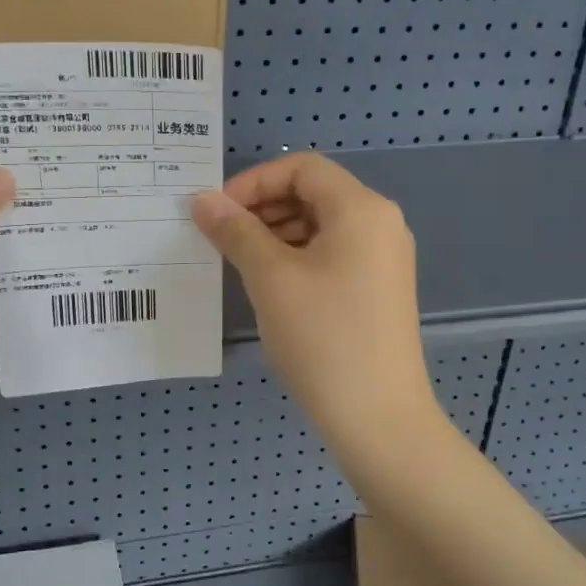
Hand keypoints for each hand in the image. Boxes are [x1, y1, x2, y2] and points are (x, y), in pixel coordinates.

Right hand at [191, 153, 440, 456]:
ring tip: (240, 262)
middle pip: (313, 192)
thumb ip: (235, 231)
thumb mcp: (270, 278)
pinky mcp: (378, 289)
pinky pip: (332, 253)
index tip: (217, 213)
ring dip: (276, 232)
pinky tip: (269, 285)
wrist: (378, 418)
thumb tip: (202, 200)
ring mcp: (383, 258)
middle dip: (262, 207)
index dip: (254, 182)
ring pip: (320, 225)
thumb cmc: (322, 338)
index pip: (301, 167)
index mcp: (361, 209)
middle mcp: (380, 223)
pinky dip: (296, 256)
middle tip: (222, 238)